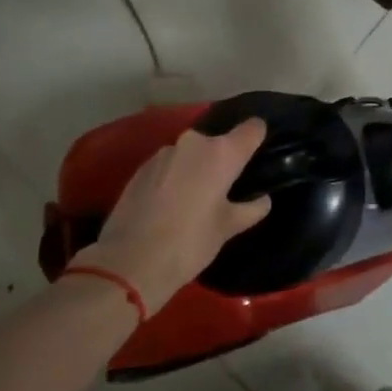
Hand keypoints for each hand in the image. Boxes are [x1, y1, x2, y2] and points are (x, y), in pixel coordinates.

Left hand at [72, 119, 272, 313]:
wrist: (129, 262)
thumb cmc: (190, 242)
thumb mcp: (227, 229)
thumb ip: (250, 209)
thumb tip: (262, 199)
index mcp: (222, 153)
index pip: (252, 129)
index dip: (258, 136)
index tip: (259, 151)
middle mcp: (194, 143)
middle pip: (218, 142)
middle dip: (223, 159)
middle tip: (226, 187)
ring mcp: (164, 153)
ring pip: (191, 153)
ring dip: (196, 168)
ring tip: (196, 197)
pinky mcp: (140, 167)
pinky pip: (168, 165)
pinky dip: (174, 177)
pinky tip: (170, 204)